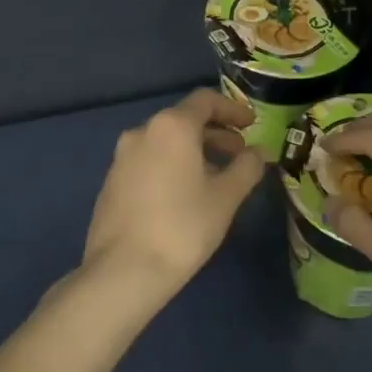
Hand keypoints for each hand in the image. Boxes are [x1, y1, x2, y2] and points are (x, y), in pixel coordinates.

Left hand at [82, 89, 265, 299]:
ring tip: (216, 178)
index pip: (205, 101)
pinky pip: (148, 161)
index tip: (251, 125)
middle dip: (215, 133)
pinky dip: (172, 166)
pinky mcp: (111, 182)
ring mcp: (121, 157)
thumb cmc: (183, 227)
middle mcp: (142, 132)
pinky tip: (184, 195)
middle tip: (239, 155)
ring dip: (194, 151)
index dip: (232, 109)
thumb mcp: (226, 197)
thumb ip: (247, 167)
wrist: (123, 270)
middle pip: (184, 120)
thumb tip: (259, 151)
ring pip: (165, 142)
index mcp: (171, 127)